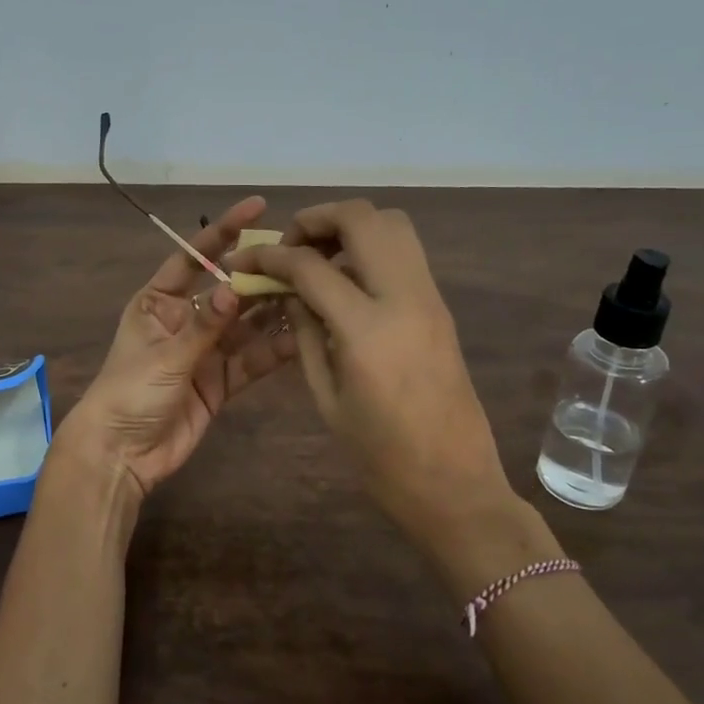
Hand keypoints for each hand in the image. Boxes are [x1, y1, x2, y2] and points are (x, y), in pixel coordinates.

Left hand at [58, 197, 298, 505]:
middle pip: (227, 291)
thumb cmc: (129, 394)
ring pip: (246, 325)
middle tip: (300, 257)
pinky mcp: (220, 383)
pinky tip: (302, 337)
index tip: (257, 207)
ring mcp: (205, 352)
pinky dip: (273, 351)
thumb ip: (204, 326)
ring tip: (311, 292)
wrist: (121, 455)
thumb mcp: (165, 356)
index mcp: (159, 302)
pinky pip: (251, 360)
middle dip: (259, 275)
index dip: (223, 231)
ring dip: (273, 311)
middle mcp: (185, 320)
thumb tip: (234, 288)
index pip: (193, 257)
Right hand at [234, 199, 559, 570]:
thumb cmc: (381, 457)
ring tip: (318, 255)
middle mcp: (404, 298)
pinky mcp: (441, 307)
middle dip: (317, 219)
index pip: (311, 266)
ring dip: (350, 226)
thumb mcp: (327, 399)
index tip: (247, 260)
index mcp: (367, 330)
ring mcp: (430, 298)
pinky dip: (371, 247)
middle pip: (363, 219)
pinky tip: (346, 279)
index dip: (271, 256)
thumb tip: (288, 292)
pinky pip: (405, 253)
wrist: (456, 484)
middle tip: (290, 245)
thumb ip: (306, 335)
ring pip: (392, 224)